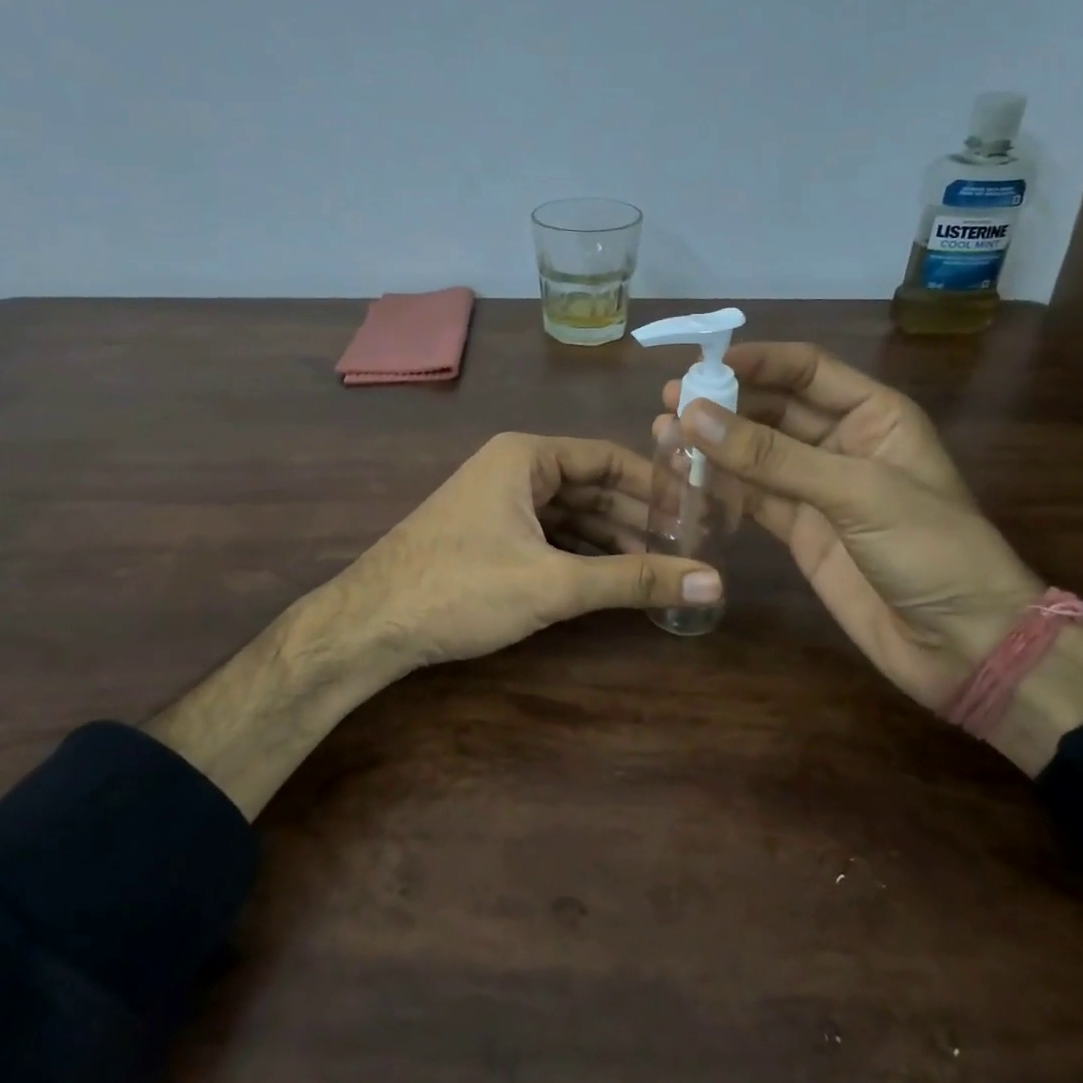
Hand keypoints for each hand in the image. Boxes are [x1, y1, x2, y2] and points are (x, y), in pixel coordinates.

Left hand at [347, 431, 721, 668]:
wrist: (369, 626)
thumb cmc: (462, 588)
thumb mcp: (554, 583)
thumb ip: (632, 580)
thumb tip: (712, 581)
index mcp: (526, 456)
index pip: (609, 458)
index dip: (656, 485)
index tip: (697, 513)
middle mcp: (513, 469)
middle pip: (592, 486)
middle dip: (637, 518)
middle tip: (687, 548)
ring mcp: (498, 503)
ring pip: (570, 514)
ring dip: (612, 539)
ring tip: (660, 568)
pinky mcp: (488, 537)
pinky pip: (548, 536)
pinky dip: (581, 554)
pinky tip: (611, 578)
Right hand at [658, 342, 1043, 709]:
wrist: (962, 645)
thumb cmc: (930, 550)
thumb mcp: (856, 492)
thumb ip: (772, 456)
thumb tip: (694, 415)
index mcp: (874, 415)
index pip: (807, 369)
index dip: (757, 361)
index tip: (702, 364)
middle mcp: (842, 442)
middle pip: (774, 408)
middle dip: (725, 403)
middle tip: (670, 402)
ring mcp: (818, 488)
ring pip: (756, 452)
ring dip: (714, 442)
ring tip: (662, 433)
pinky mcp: (799, 529)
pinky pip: (752, 494)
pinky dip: (720, 484)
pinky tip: (684, 474)